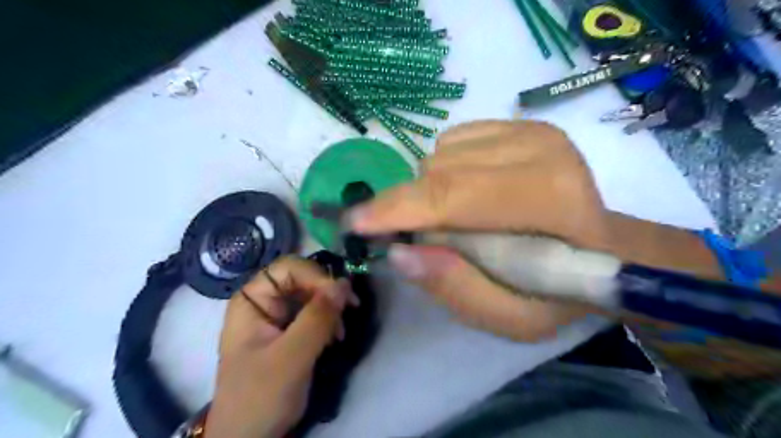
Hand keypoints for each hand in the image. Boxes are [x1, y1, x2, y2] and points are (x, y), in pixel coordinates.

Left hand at [204, 256, 356, 437]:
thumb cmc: (260, 396)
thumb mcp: (291, 357)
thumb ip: (317, 318)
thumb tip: (345, 283)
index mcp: (252, 300)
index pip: (287, 268)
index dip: (315, 275)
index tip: (340, 296)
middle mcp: (264, 302)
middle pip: (302, 279)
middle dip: (327, 293)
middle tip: (350, 310)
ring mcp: (277, 316)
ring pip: (312, 294)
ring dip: (331, 308)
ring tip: (341, 333)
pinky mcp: (290, 330)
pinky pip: (315, 312)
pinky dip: (329, 320)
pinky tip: (336, 337)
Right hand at [347, 120, 608, 341]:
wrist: (606, 247)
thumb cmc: (561, 290)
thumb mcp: (512, 318)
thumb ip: (456, 289)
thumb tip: (398, 251)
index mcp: (547, 199)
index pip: (452, 195)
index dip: (396, 208)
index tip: (354, 223)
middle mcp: (540, 150)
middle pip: (438, 172)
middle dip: (416, 206)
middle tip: (431, 238)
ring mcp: (531, 130)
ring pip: (440, 154)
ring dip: (435, 190)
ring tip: (464, 218)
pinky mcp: (522, 123)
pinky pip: (453, 140)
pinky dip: (449, 170)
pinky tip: (475, 191)